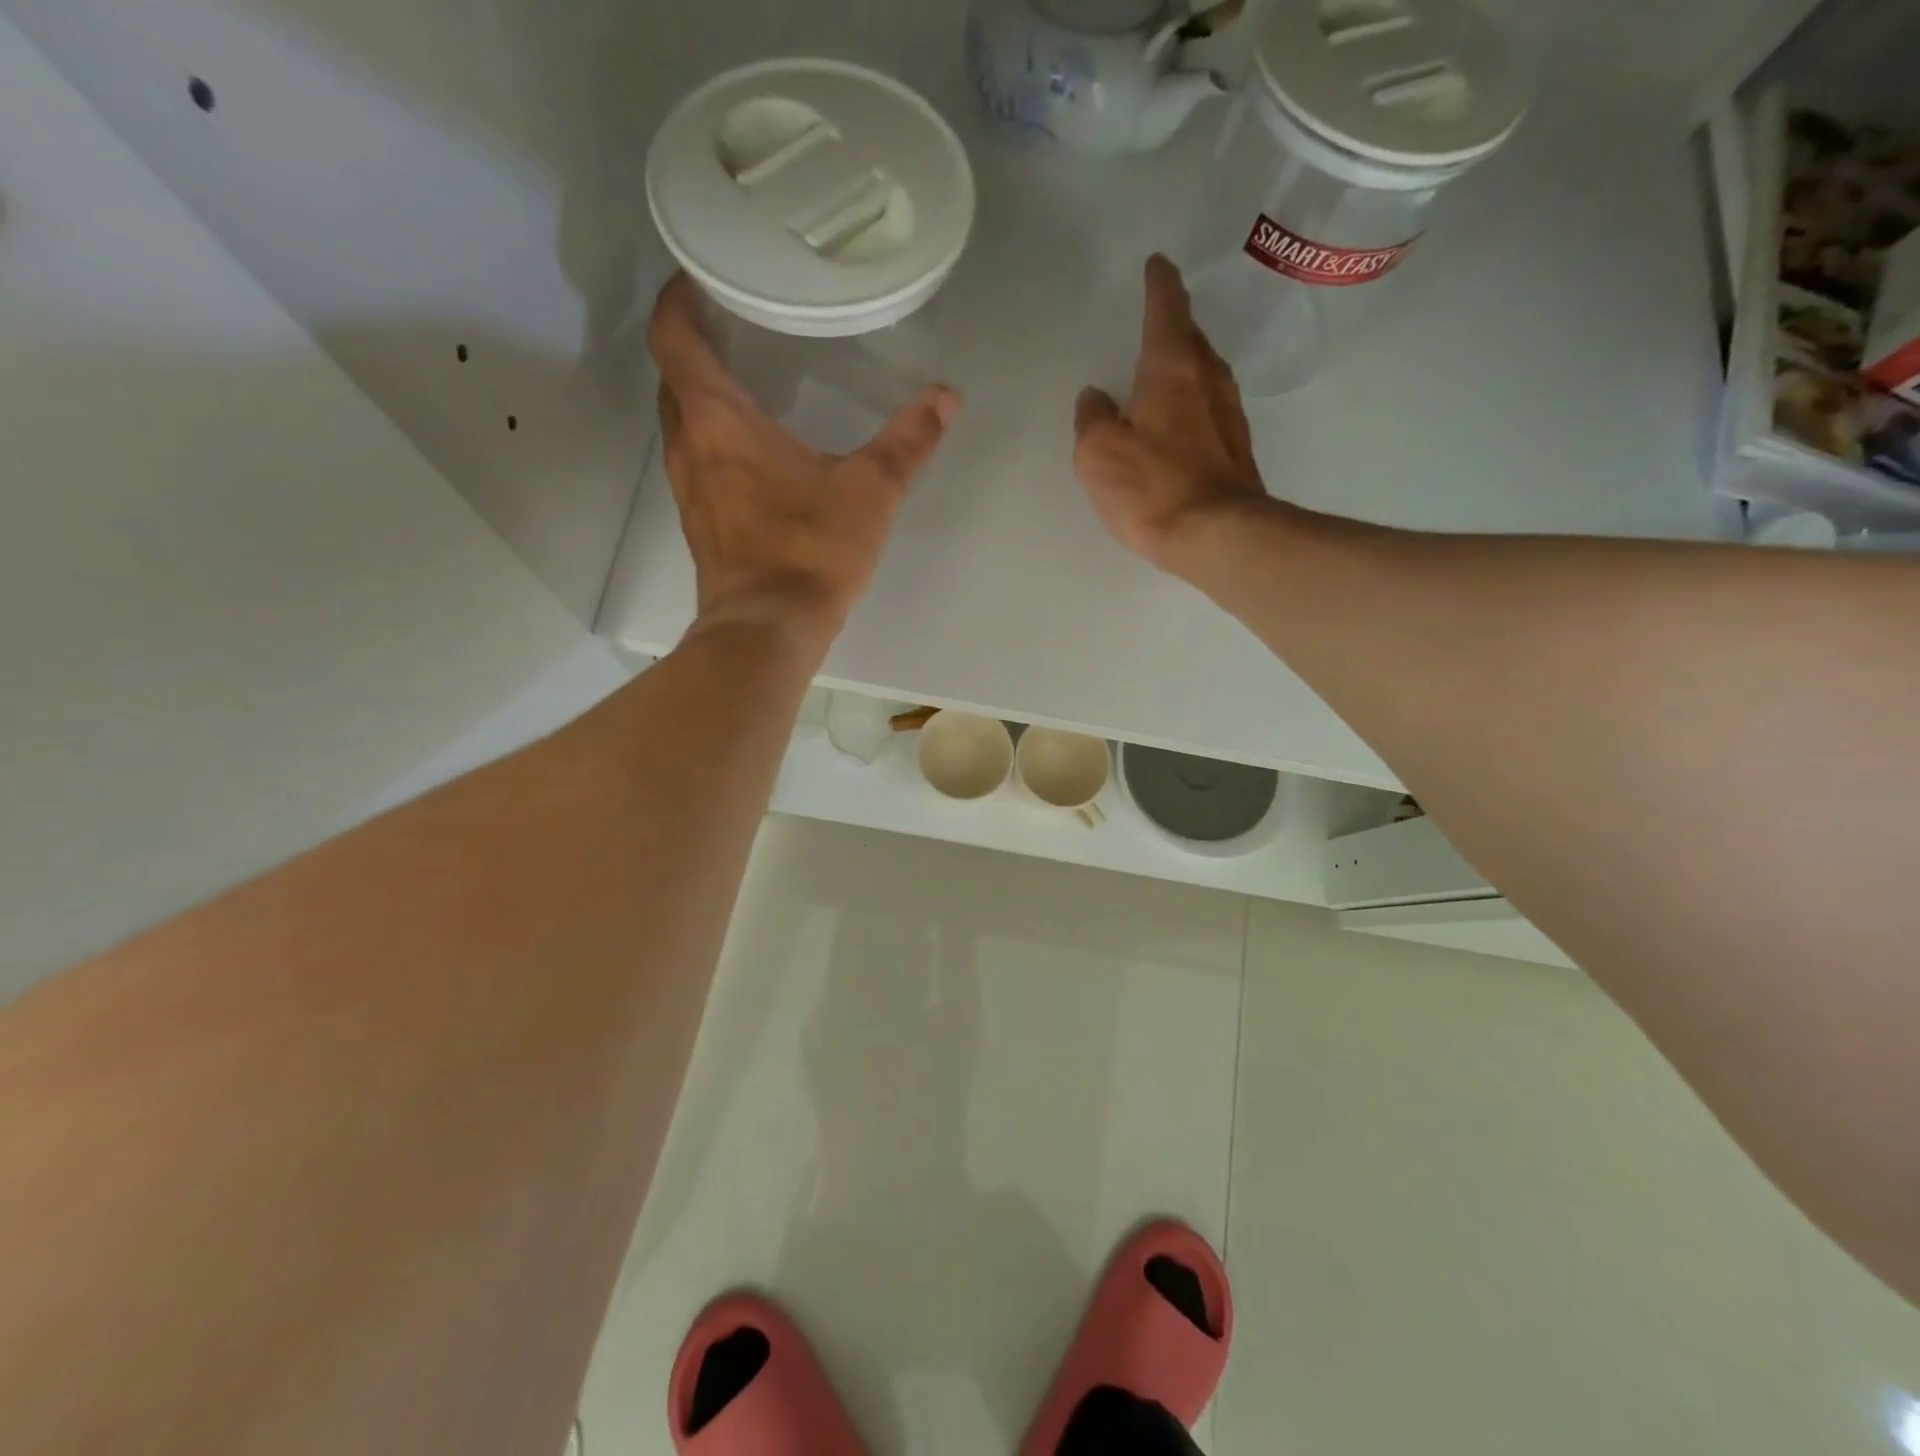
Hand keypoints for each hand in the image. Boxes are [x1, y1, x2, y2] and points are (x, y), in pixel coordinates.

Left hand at [649, 273, 960, 649]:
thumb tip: (947, 397)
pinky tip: (750, 454)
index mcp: (718, 419)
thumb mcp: (871, 490)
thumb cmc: (812, 550)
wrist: (769, 628)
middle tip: (735, 328)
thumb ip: (909, 440)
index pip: (673, 336)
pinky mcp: (700, 525)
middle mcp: (689, 446)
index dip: (677, 299)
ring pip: (681, 424)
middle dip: (694, 347)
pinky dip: (712, 442)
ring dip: (702, 399)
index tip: (698, 275)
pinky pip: (695, 463)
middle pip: (673, 378)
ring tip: (745, 384)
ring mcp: (688, 490)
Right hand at [1073, 255, 1269, 576]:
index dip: (1158, 284)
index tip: (1157, 264)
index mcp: (1172, 368)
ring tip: (1164, 368)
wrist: (1217, 536)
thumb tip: (1095, 397)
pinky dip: (1192, 403)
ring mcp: (1229, 414)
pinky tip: (1178, 421)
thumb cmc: (1153, 486)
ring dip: (1185, 364)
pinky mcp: (1236, 449)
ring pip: (1204, 373)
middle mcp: (1208, 380)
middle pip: (1191, 338)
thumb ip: (1092, 418)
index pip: (1165, 308)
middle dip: (1175, 323)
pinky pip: (1209, 409)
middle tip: (1158, 316)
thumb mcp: (1099, 452)